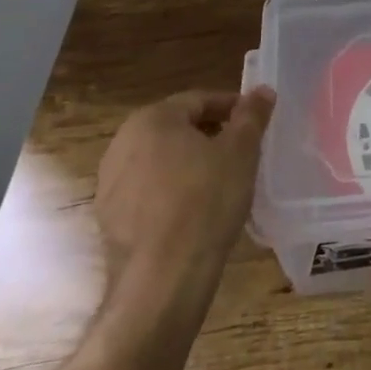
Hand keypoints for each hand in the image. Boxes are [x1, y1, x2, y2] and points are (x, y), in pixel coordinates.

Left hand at [93, 87, 274, 291]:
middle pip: (176, 128)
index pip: (199, 100)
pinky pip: (147, 191)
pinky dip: (170, 191)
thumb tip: (262, 90)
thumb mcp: (241, 152)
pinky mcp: (108, 218)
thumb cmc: (206, 201)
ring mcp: (110, 182)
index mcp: (153, 118)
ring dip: (188, 163)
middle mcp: (123, 142)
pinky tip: (194, 210)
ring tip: (219, 180)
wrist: (162, 279)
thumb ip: (252, 115)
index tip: (254, 122)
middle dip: (208, 135)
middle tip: (240, 150)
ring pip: (160, 160)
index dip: (231, 107)